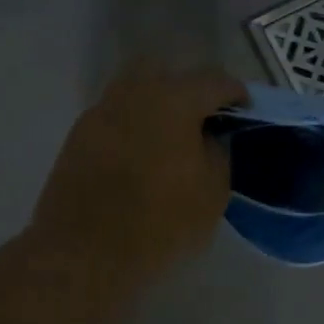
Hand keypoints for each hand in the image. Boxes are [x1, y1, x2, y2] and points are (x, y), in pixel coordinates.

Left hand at [30, 65, 244, 286]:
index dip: (235, 93)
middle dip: (188, 89)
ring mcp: (101, 111)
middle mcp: (134, 93)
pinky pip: (114, 116)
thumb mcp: (212, 193)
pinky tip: (138, 155)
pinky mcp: (78, 135)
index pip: (214, 80)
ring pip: (134, 90)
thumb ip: (218, 153)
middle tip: (200, 120)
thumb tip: (209, 137)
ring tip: (168, 138)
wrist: (84, 251)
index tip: (244, 111)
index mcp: (173, 100)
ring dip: (155, 105)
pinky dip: (131, 126)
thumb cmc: (159, 222)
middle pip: (167, 73)